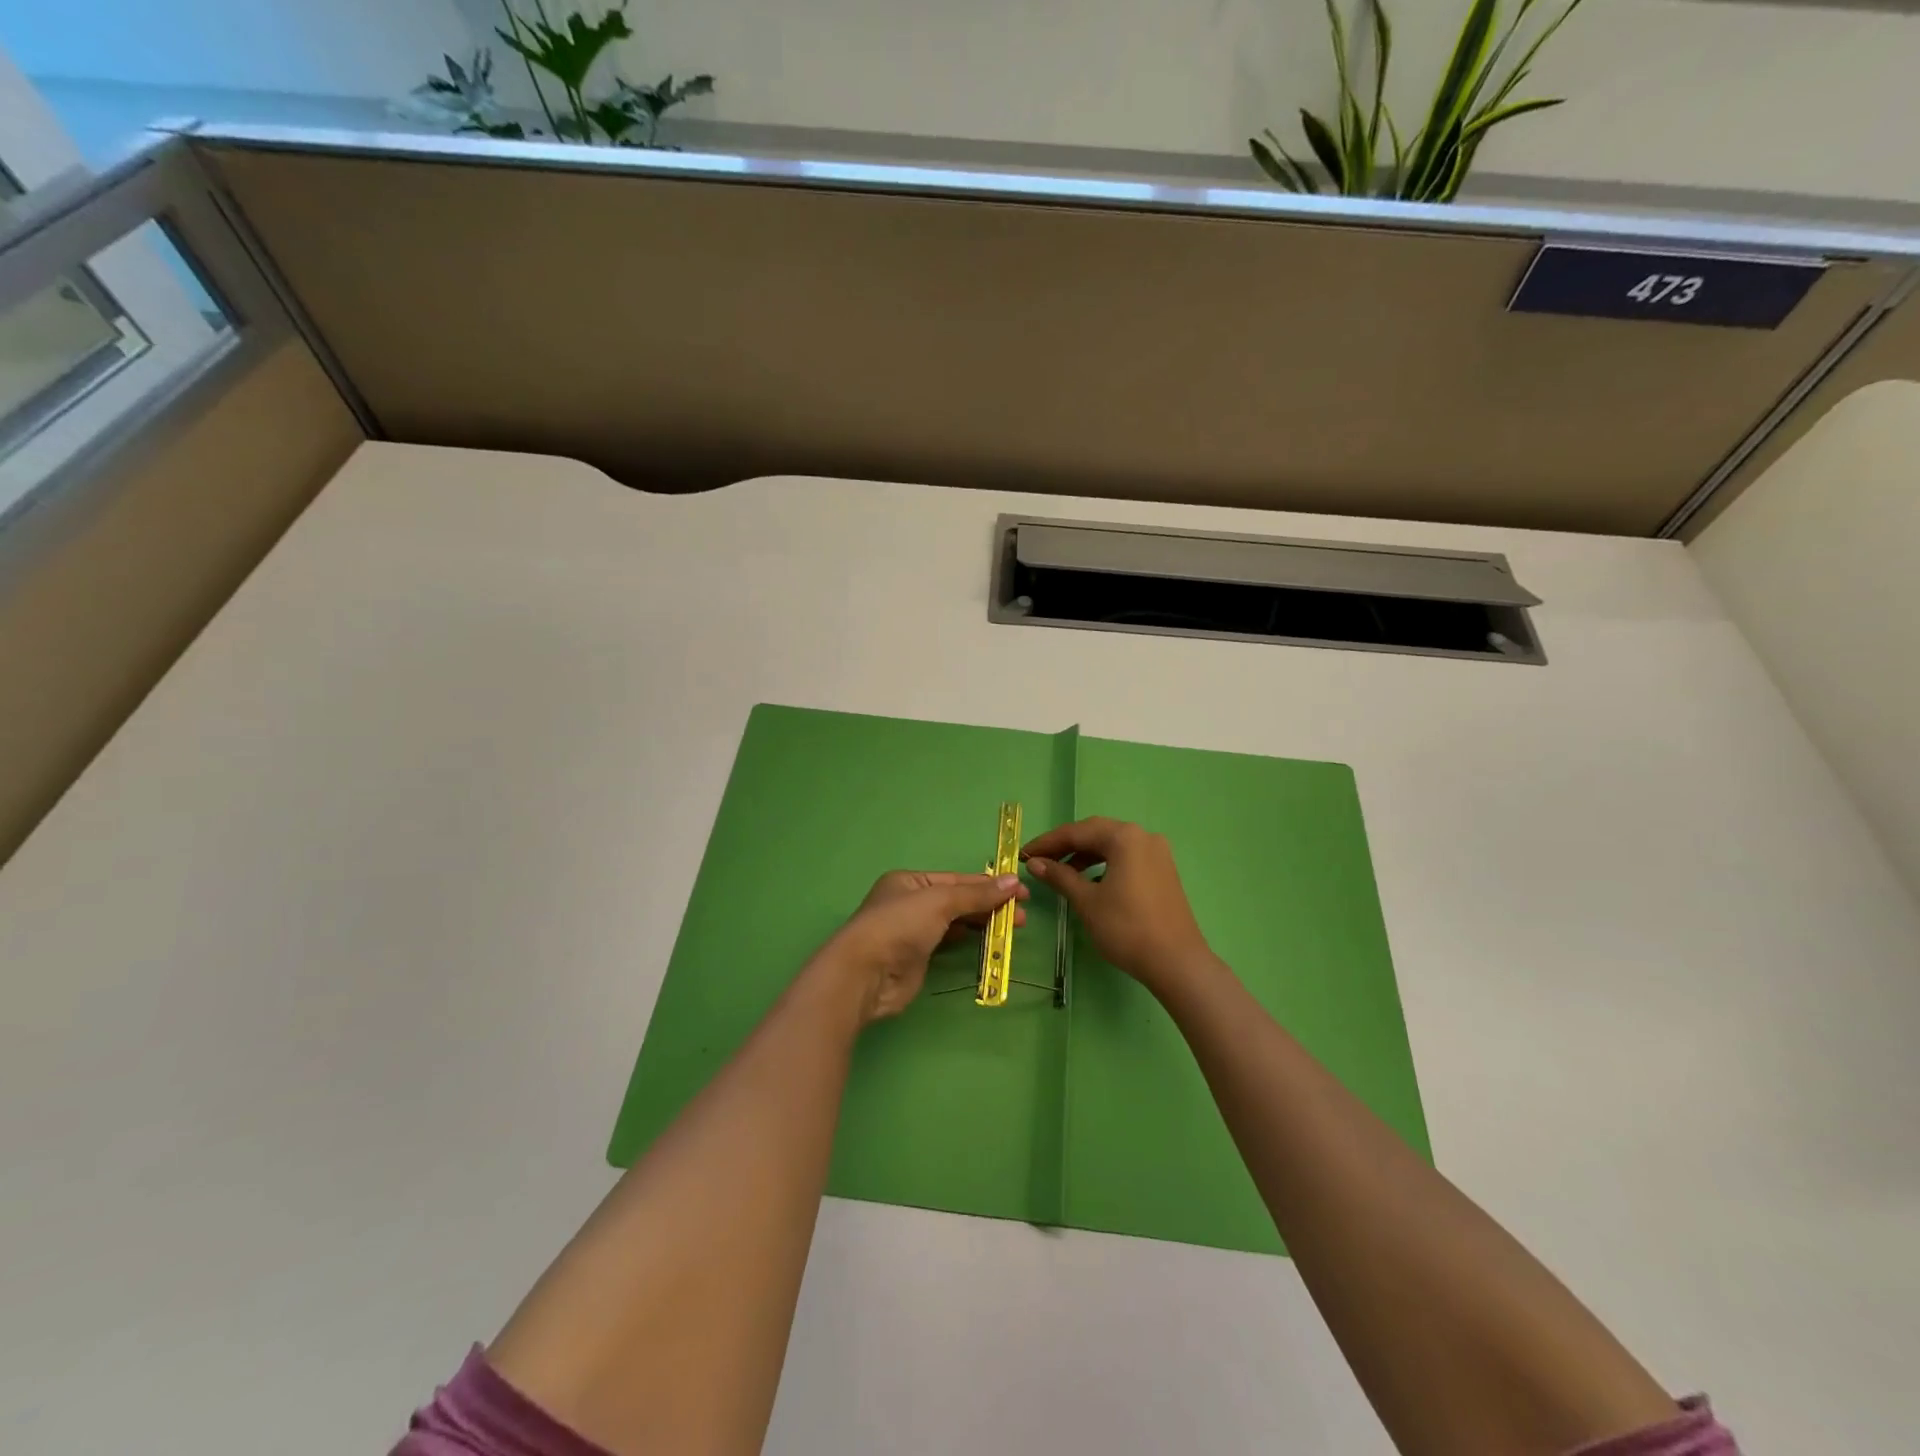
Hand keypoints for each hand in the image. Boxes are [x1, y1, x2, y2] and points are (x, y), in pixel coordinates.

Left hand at [818, 870, 1027, 1023]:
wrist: (865, 974)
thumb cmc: (899, 926)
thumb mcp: (940, 901)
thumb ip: (976, 894)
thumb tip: (1013, 881)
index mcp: (910, 882)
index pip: (957, 879)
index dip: (989, 884)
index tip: (1021, 891)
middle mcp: (911, 903)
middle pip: (958, 900)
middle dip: (990, 905)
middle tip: (1022, 915)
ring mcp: (914, 932)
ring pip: (955, 923)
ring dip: (983, 923)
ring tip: (1014, 928)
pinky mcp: (918, 958)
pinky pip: (950, 944)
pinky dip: (969, 941)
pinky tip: (988, 942)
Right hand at [1022, 818, 1214, 997]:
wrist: (1176, 962)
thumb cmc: (1126, 928)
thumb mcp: (1087, 901)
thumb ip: (1060, 876)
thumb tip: (1035, 863)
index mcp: (1124, 837)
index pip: (1076, 832)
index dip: (1047, 843)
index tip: (1023, 855)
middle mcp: (1143, 836)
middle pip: (1095, 833)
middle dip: (1065, 846)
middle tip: (1039, 861)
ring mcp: (1157, 853)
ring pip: (1112, 846)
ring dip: (1084, 856)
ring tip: (1061, 873)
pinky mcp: (1163, 871)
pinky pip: (1127, 858)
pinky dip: (1104, 865)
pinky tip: (1091, 882)